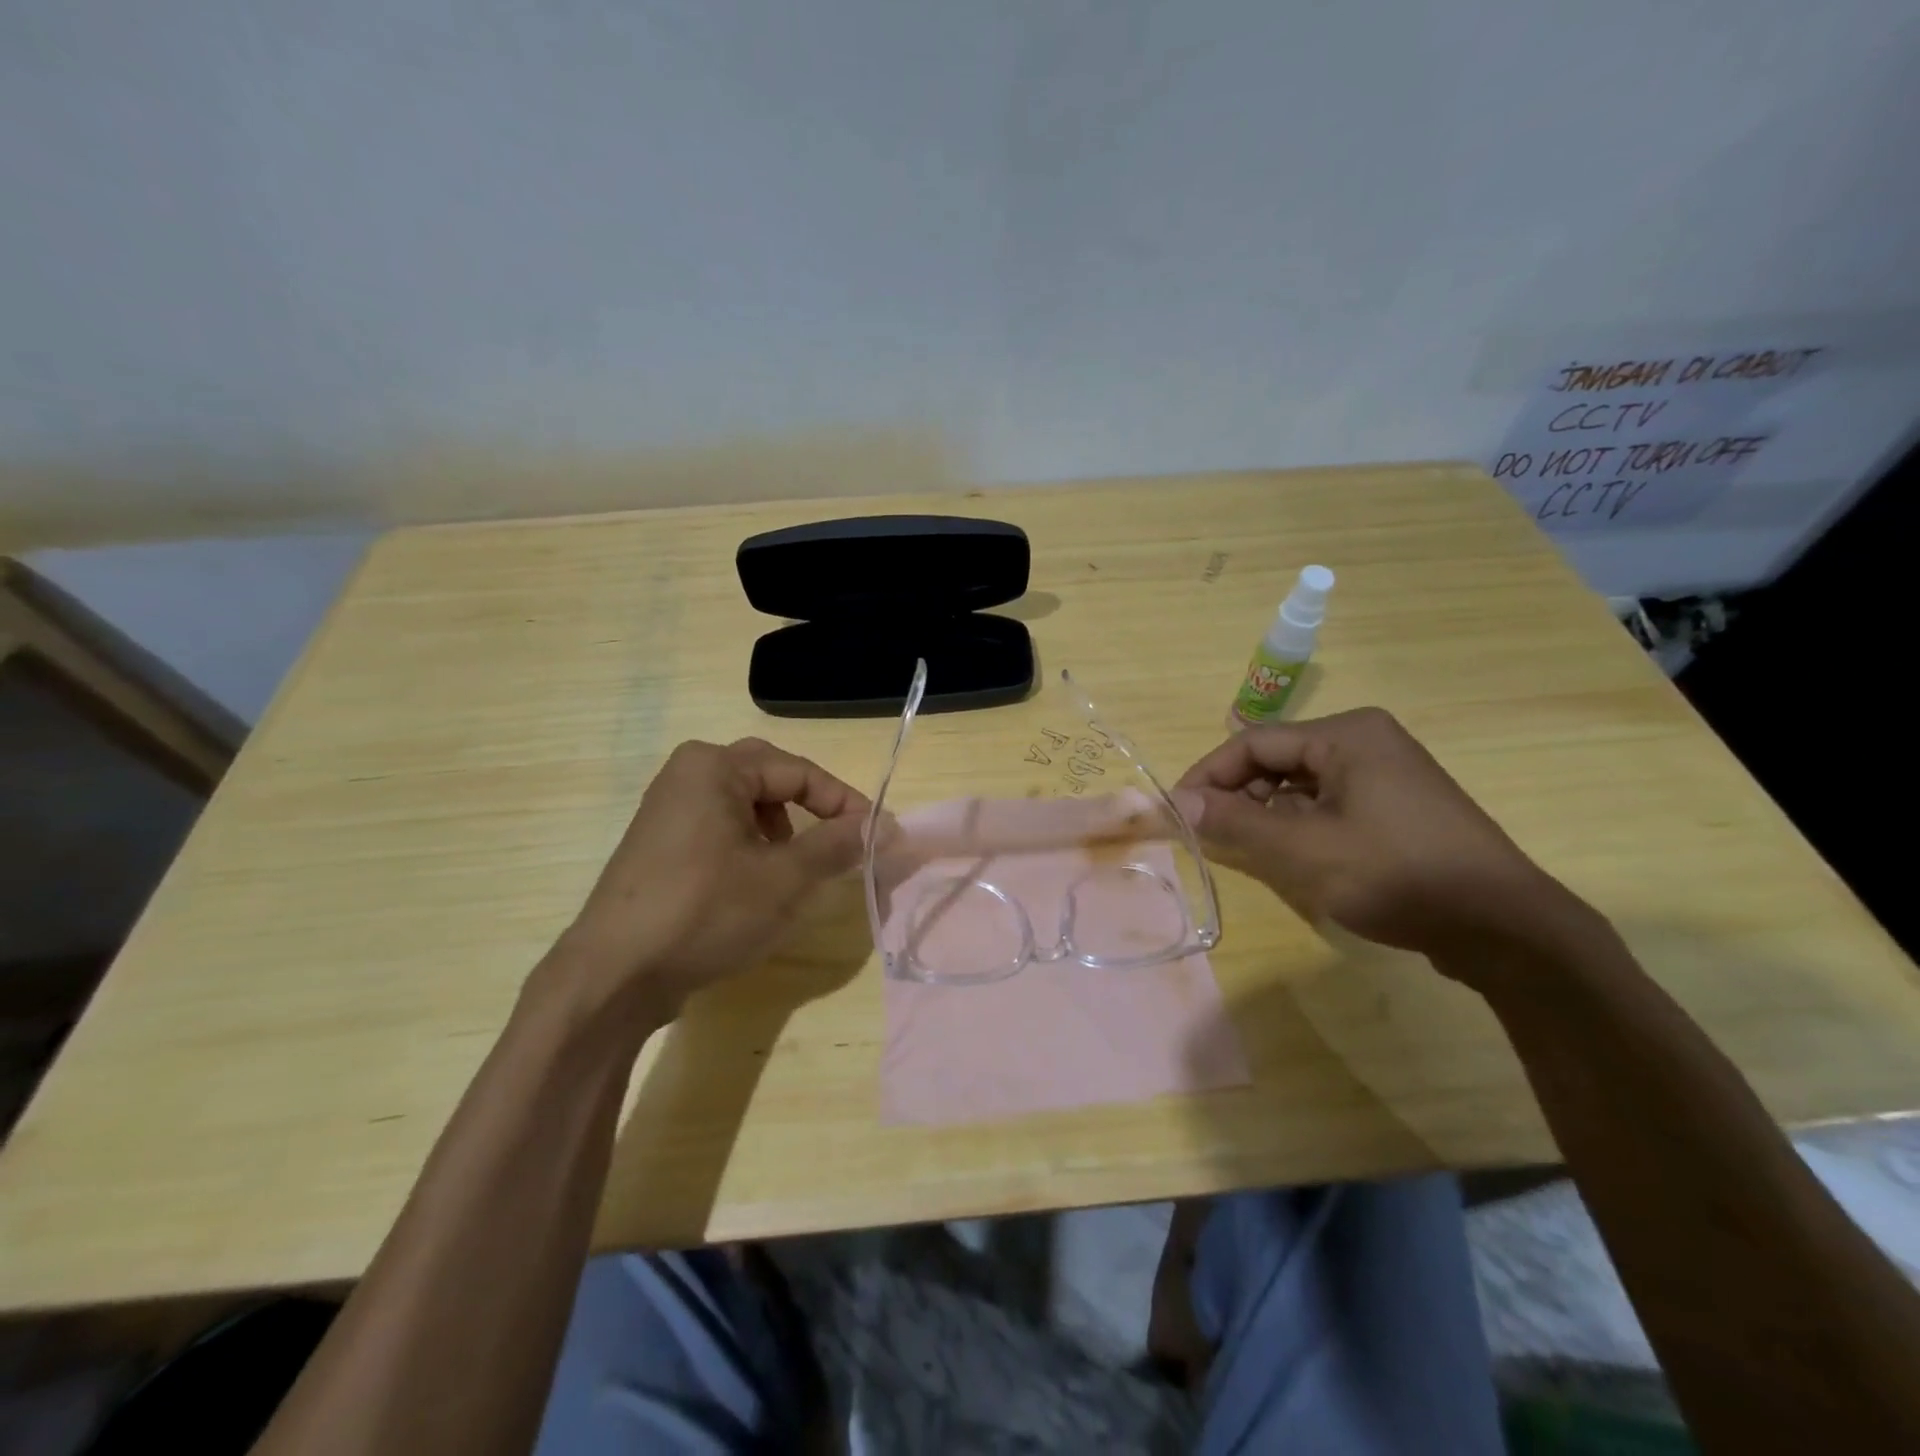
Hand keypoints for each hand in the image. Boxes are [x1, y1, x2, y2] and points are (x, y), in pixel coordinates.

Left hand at [552, 738, 869, 1018]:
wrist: (612, 976)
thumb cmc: (705, 912)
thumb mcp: (784, 879)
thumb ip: (837, 844)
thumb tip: (882, 824)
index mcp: (714, 767)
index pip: (799, 771)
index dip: (844, 802)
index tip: (878, 833)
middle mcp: (686, 774)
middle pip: (769, 779)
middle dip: (811, 809)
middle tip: (838, 840)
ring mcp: (666, 809)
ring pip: (744, 805)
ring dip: (781, 829)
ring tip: (795, 867)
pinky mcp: (658, 845)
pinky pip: (719, 828)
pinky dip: (750, 846)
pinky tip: (754, 884)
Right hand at [1177, 708, 1589, 972]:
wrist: (1505, 929)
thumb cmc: (1397, 875)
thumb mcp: (1304, 851)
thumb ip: (1236, 824)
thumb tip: (1177, 803)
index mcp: (1346, 734)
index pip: (1254, 742)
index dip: (1208, 775)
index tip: (1176, 811)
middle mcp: (1365, 741)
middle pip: (1277, 760)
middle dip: (1237, 795)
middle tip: (1206, 835)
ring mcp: (1385, 774)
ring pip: (1300, 785)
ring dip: (1266, 813)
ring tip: (1244, 849)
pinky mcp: (1396, 807)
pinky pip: (1328, 804)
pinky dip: (1298, 824)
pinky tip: (1290, 856)